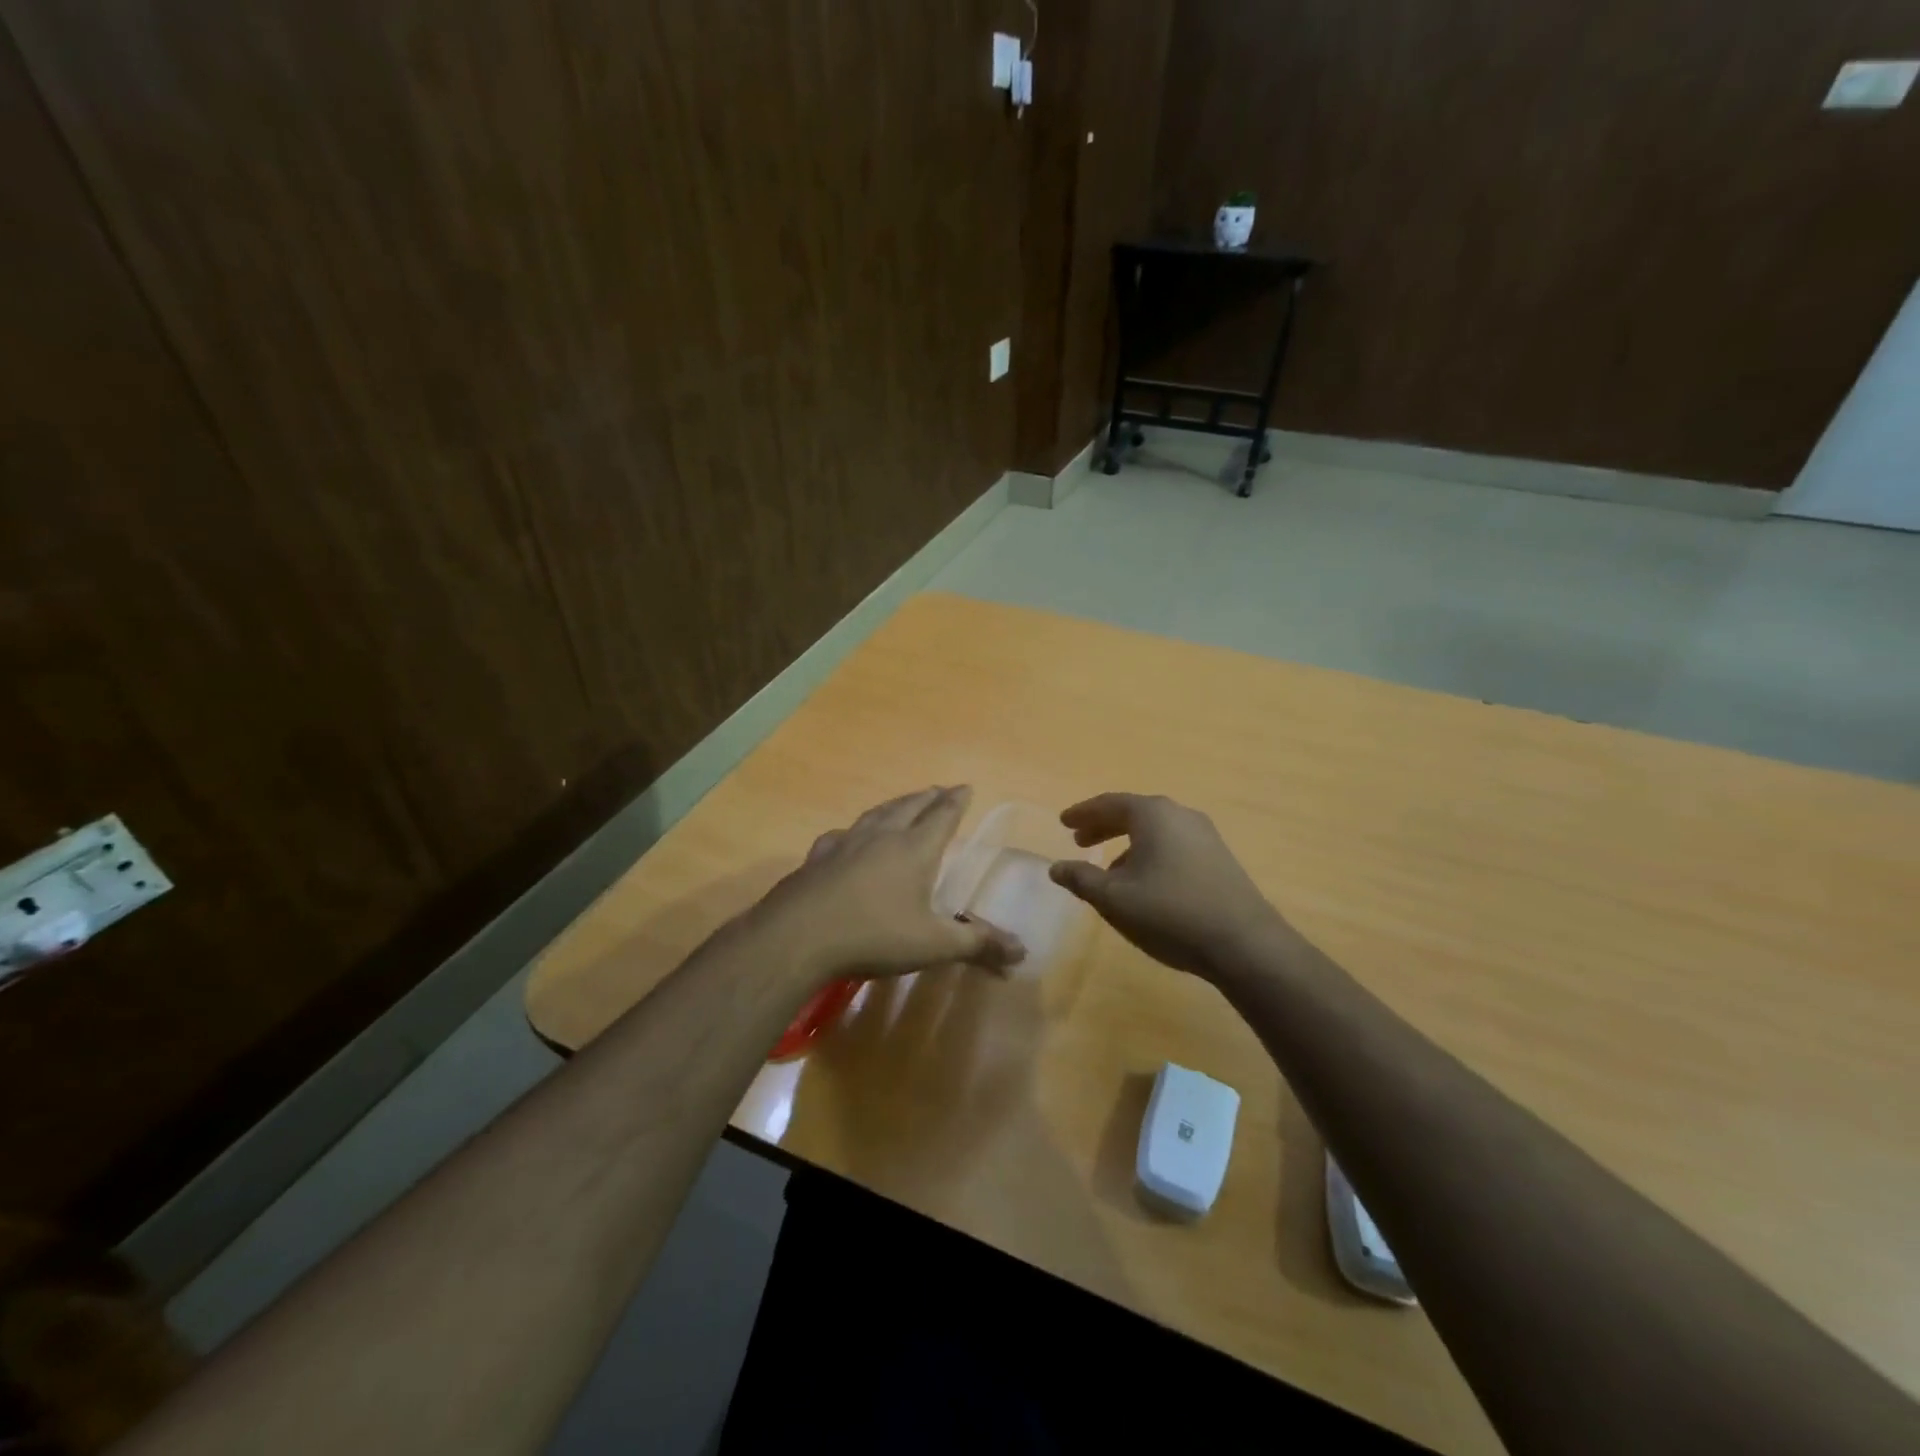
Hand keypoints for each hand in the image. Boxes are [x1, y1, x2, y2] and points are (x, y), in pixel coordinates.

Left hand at [747, 786, 1024, 984]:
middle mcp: (882, 837)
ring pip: (877, 814)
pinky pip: (842, 835)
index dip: (956, 801)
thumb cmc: (874, 936)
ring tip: (902, 802)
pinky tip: (847, 836)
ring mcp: (846, 843)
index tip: (965, 786)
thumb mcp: (933, 945)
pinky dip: (854, 830)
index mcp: (915, 850)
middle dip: (928, 797)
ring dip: (894, 805)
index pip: (942, 817)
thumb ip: (977, 944)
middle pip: (910, 807)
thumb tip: (1021, 951)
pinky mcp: (818, 858)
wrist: (799, 936)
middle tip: (940, 789)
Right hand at [1048, 792, 1287, 979]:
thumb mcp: (1114, 899)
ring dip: (1127, 843)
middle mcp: (1180, 815)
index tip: (1063, 822)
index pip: (1109, 804)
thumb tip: (1056, 867)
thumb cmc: (1170, 912)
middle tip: (1079, 840)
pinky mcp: (1220, 859)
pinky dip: (1150, 853)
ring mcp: (1205, 836)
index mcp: (1152, 814)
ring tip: (1108, 868)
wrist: (1244, 943)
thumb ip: (1081, 879)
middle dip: (1104, 826)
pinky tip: (1145, 883)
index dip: (1083, 814)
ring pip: (1155, 830)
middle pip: (1133, 813)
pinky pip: (1174, 845)